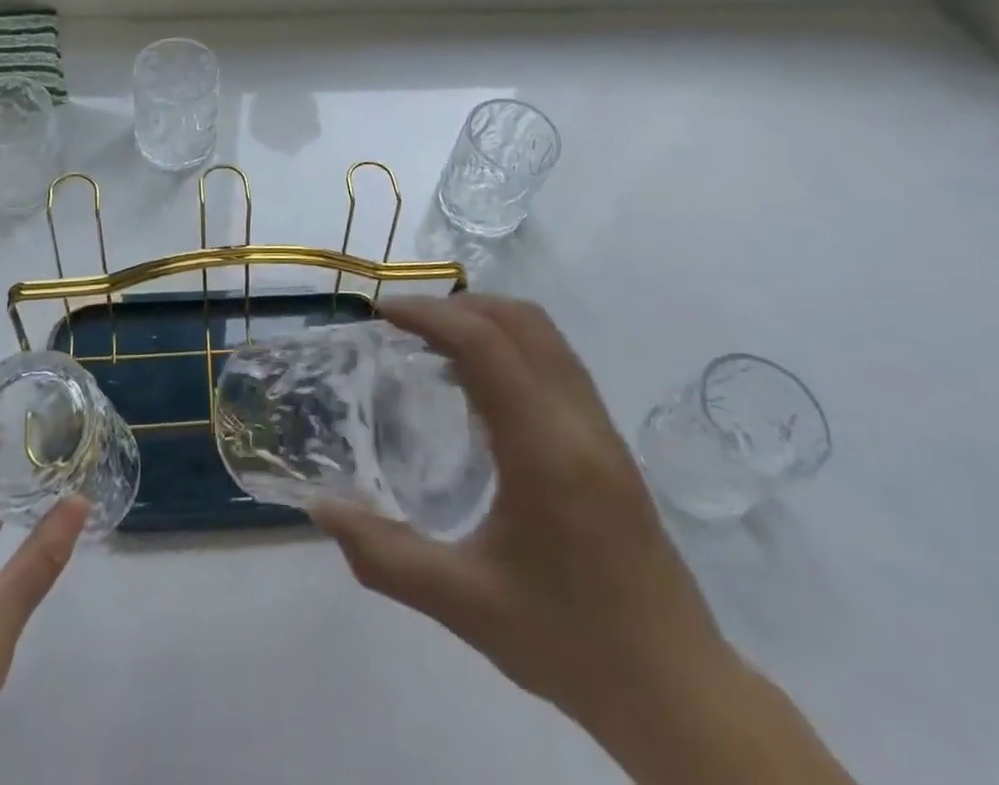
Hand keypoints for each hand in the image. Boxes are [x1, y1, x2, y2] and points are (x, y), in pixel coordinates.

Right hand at [314, 295, 726, 738]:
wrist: (677, 692)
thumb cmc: (567, 642)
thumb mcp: (463, 603)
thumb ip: (384, 555)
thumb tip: (320, 509)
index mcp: (544, 449)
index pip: (485, 345)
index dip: (430, 315)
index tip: (382, 314)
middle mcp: (578, 421)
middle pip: (521, 322)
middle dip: (457, 306)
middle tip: (404, 324)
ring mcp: (602, 428)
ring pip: (545, 336)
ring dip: (487, 320)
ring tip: (435, 344)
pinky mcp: (611, 443)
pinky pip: (557, 361)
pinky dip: (511, 345)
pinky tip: (479, 387)